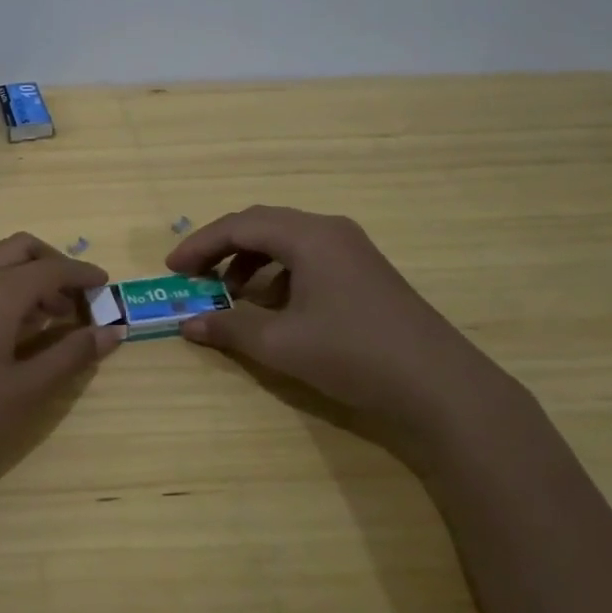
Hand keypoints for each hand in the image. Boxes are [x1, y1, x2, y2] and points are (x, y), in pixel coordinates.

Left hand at [0, 233, 120, 516]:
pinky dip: (4, 292)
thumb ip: (71, 356)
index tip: (107, 287)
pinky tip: (15, 333)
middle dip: (53, 264)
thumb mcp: (26, 392)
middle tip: (78, 299)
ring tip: (54, 319)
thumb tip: (112, 331)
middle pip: (20, 249)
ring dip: (28, 278)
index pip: (52, 268)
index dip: (83, 275)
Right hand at [166, 206, 533, 471]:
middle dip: (224, 248)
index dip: (201, 245)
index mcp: (309, 236)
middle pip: (263, 225)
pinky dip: (280, 276)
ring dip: (252, 263)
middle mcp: (330, 231)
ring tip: (231, 295)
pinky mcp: (365, 274)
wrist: (440, 387)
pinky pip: (309, 260)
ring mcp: (353, 251)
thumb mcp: (281, 344)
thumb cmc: (353, 354)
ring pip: (287, 243)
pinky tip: (275, 309)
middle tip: (195, 276)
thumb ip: (229, 329)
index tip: (172, 270)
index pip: (240, 225)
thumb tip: (188, 324)